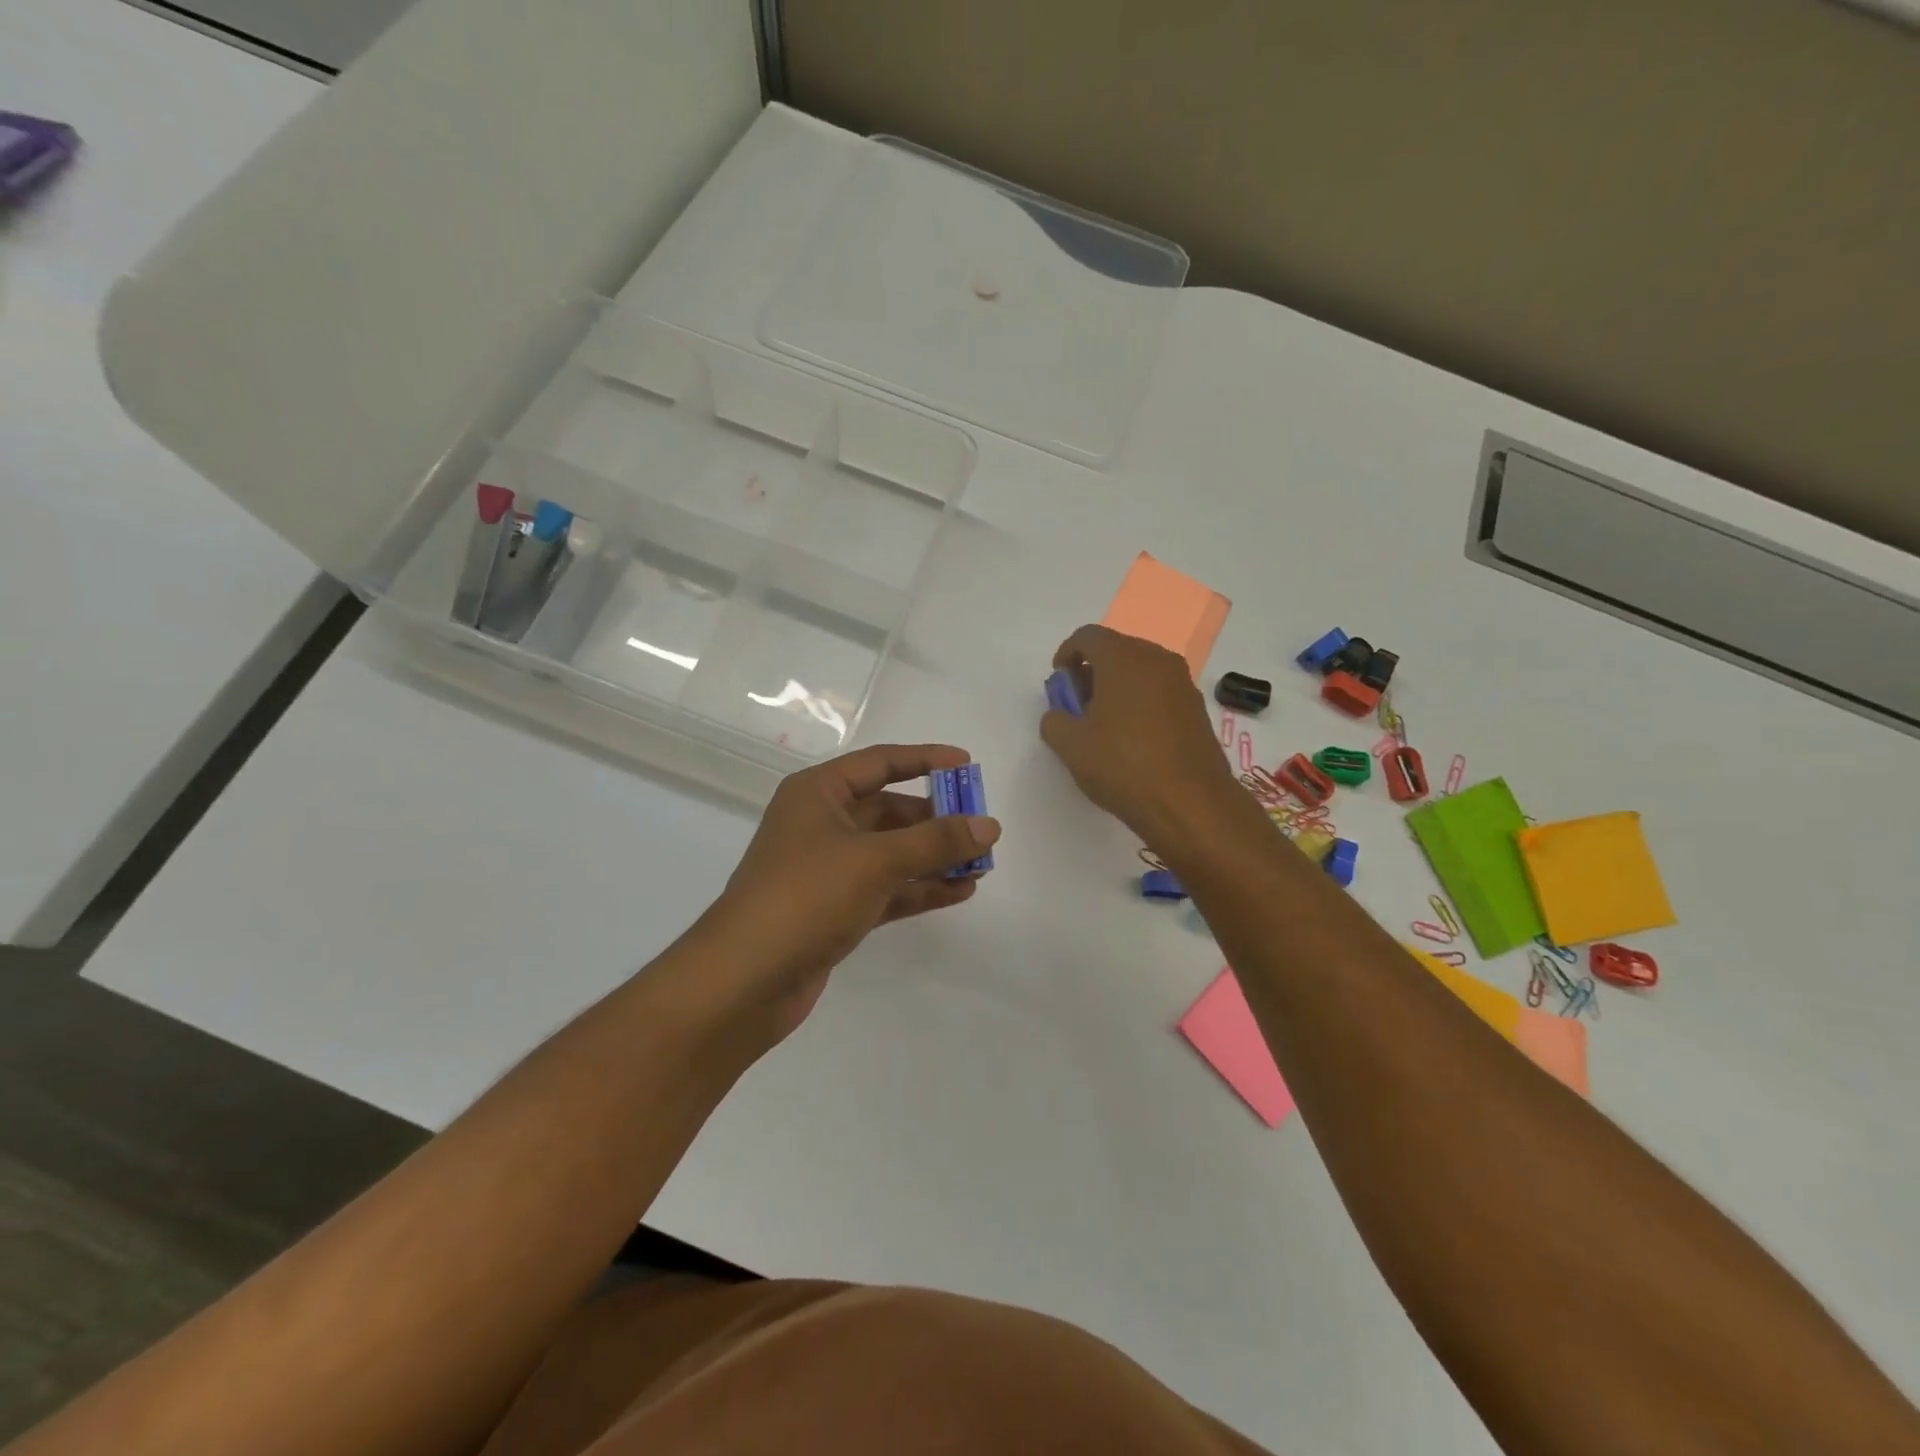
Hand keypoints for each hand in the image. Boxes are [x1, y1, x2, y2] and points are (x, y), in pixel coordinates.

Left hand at [697, 744, 1000, 1039]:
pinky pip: (888, 888)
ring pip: (892, 853)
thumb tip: (989, 825)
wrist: (744, 981)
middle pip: (890, 810)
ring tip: (981, 864)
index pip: (880, 763)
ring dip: (934, 857)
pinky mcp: (835, 910)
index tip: (968, 765)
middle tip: (982, 829)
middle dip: (937, 819)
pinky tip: (960, 891)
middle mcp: (822, 824)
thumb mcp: (875, 860)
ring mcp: (828, 870)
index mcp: (818, 793)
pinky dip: (920, 888)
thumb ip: (936, 841)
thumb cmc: (806, 897)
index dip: (925, 760)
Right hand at [1040, 625, 1246, 851]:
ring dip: (1118, 685)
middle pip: (1117, 649)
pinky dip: (1141, 700)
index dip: (1066, 653)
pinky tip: (1132, 736)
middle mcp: (1157, 660)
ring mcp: (1182, 683)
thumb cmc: (1123, 766)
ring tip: (1103, 722)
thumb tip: (1060, 714)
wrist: (1190, 803)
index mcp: (1123, 659)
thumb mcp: (1070, 746)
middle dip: (1092, 669)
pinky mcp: (1197, 708)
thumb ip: (1054, 721)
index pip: (1088, 636)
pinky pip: (1160, 690)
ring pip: (1141, 669)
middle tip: (1077, 702)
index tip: (1058, 681)